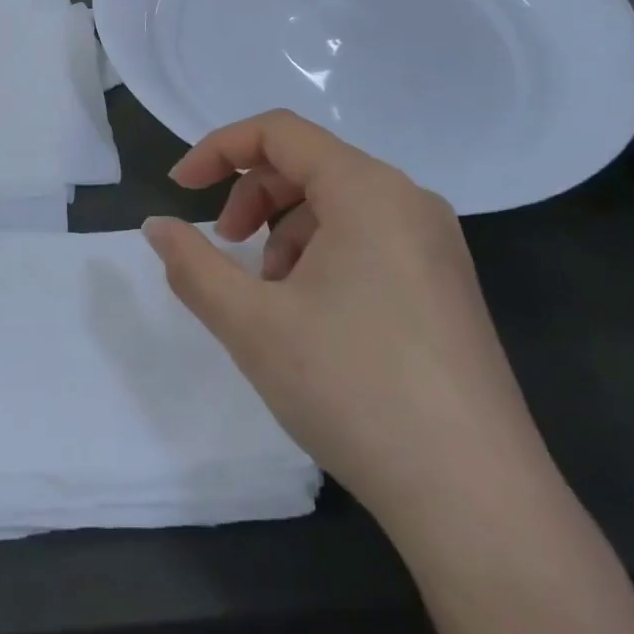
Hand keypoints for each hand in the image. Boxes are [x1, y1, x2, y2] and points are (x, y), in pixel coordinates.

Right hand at [143, 111, 540, 515]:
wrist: (478, 501)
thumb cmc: (354, 389)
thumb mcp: (254, 324)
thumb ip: (193, 265)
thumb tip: (156, 226)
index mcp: (368, 188)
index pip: (279, 132)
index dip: (220, 149)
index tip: (180, 190)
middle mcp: (408, 199)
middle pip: (309, 164)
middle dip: (253, 197)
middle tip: (227, 250)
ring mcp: (436, 243)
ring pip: (339, 205)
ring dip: (287, 232)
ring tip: (273, 299)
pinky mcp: (447, 284)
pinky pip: (370, 238)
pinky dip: (325, 255)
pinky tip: (315, 319)